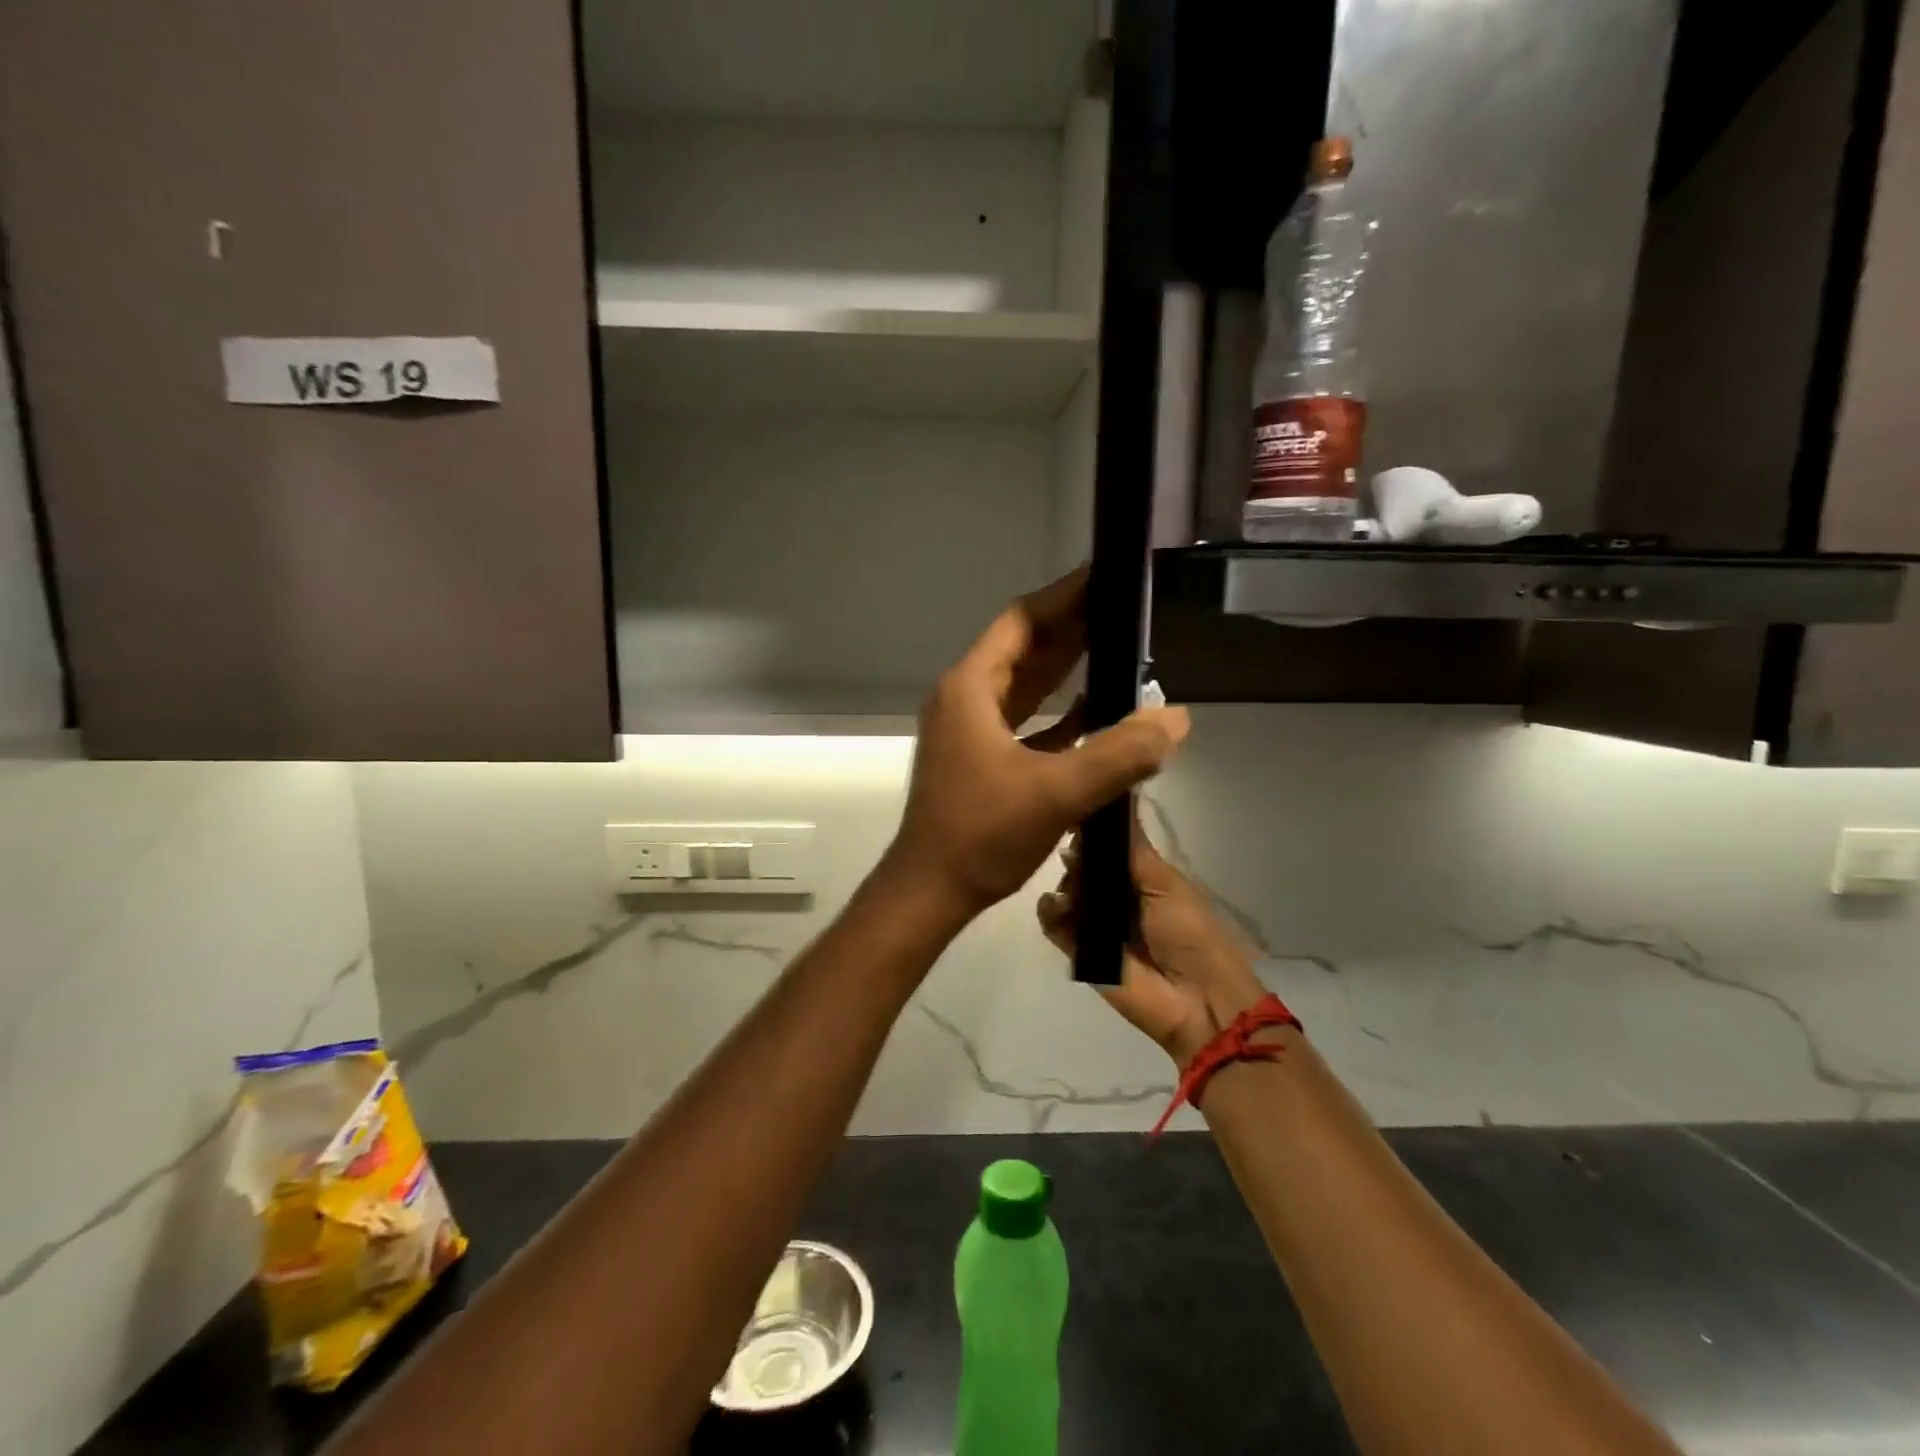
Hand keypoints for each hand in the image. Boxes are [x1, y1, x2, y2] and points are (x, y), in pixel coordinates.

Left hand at [885, 566, 1189, 917]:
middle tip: (1124, 607)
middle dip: (1072, 628)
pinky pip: (1025, 720)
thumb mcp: (1056, 792)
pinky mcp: (980, 758)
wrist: (931, 890)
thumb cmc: (981, 834)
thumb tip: (1176, 719)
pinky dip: (1058, 712)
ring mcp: (970, 729)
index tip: (1105, 576)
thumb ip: (1119, 754)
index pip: (1022, 622)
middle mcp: (965, 698)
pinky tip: (1096, 711)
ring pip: (1024, 685)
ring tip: (1117, 647)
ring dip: (1066, 668)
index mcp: (971, 688)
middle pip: (1024, 648)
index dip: (1064, 597)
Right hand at [1038, 818, 1268, 1064]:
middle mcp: (1115, 895)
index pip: (1107, 844)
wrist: (1197, 1001)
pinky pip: (1054, 924)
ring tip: (1073, 891)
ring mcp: (1095, 922)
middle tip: (1075, 854)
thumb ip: (1131, 847)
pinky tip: (1057, 907)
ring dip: (1064, 883)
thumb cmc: (1190, 933)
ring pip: (1065, 890)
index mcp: (1140, 876)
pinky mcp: (1078, 950)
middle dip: (1075, 855)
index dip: (1091, 828)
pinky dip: (1049, 912)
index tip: (1074, 809)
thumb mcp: (1165, 883)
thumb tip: (1115, 796)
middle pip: (1082, 864)